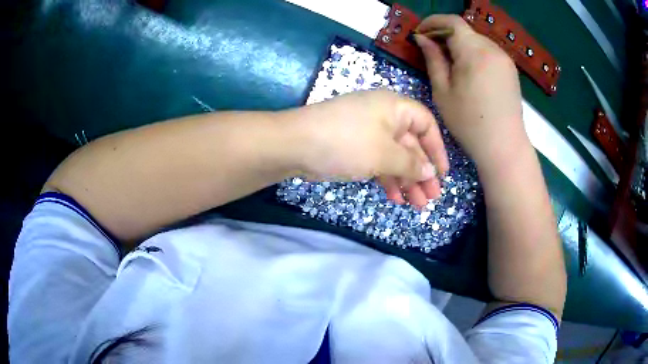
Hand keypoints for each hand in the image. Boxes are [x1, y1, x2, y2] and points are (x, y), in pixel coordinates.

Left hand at [287, 90, 448, 207]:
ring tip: (417, 205)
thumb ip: (411, 164)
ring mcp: (368, 133)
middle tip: (431, 197)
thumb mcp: (385, 154)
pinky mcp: (354, 148)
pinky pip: (378, 163)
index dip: (437, 149)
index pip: (426, 125)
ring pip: (394, 157)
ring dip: (406, 180)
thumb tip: (430, 172)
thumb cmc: (347, 142)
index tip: (442, 174)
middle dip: (422, 172)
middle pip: (411, 145)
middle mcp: (384, 117)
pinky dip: (387, 179)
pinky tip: (395, 198)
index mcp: (394, 108)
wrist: (295, 144)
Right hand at [414, 15, 528, 168]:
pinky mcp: (510, 69)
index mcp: (474, 52)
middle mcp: (492, 49)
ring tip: (450, 63)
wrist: (504, 146)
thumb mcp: (443, 91)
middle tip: (432, 50)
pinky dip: (474, 53)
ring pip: (476, 40)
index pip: (452, 21)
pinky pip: (488, 51)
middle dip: (445, 34)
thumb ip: (433, 59)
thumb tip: (422, 38)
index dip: (433, 22)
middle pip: (465, 30)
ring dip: (460, 44)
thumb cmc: (469, 123)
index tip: (420, 32)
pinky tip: (469, 71)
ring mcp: (504, 58)